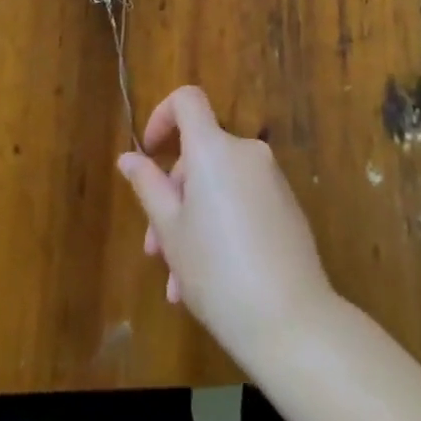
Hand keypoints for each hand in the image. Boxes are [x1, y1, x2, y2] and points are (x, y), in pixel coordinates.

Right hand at [118, 86, 336, 365]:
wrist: (291, 320)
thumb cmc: (217, 272)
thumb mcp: (170, 231)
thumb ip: (148, 186)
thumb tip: (129, 157)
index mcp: (214, 148)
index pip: (187, 100)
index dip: (162, 115)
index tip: (148, 152)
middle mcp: (245, 151)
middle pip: (200, 153)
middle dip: (173, 195)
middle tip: (155, 249)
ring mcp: (270, 178)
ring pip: (218, 185)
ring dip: (194, 220)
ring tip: (178, 282)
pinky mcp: (286, 205)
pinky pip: (242, 201)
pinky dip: (221, 225)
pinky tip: (208, 281)